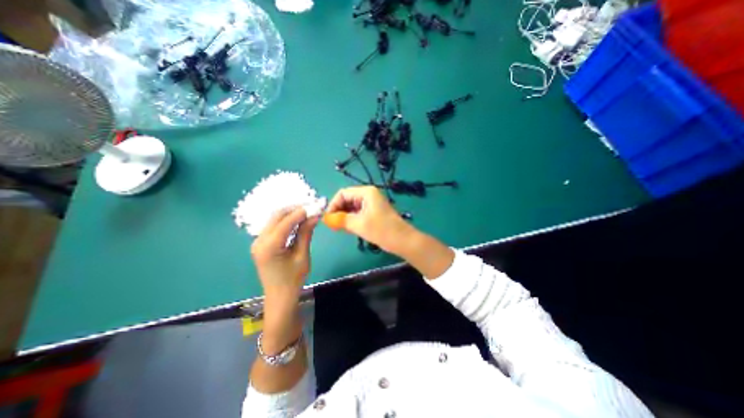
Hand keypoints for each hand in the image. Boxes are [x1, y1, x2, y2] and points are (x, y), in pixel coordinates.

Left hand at [251, 205, 317, 298]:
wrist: (279, 296)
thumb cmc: (293, 279)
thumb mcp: (302, 255)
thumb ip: (306, 233)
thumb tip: (315, 216)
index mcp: (269, 246)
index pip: (285, 222)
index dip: (300, 212)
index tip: (314, 206)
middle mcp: (259, 241)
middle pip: (277, 216)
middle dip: (294, 209)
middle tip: (311, 208)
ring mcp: (258, 241)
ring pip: (274, 219)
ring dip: (290, 214)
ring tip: (306, 213)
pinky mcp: (261, 243)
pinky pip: (273, 226)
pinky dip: (286, 221)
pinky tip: (297, 221)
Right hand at [328, 187, 415, 252]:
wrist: (403, 241)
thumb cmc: (382, 230)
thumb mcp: (359, 224)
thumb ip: (340, 220)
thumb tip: (326, 218)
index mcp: (366, 192)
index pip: (342, 193)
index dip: (333, 205)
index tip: (327, 219)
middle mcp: (368, 195)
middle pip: (347, 199)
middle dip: (338, 211)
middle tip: (332, 225)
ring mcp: (372, 204)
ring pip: (352, 207)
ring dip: (344, 216)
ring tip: (339, 227)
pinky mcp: (374, 212)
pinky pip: (358, 213)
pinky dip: (351, 219)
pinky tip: (348, 228)